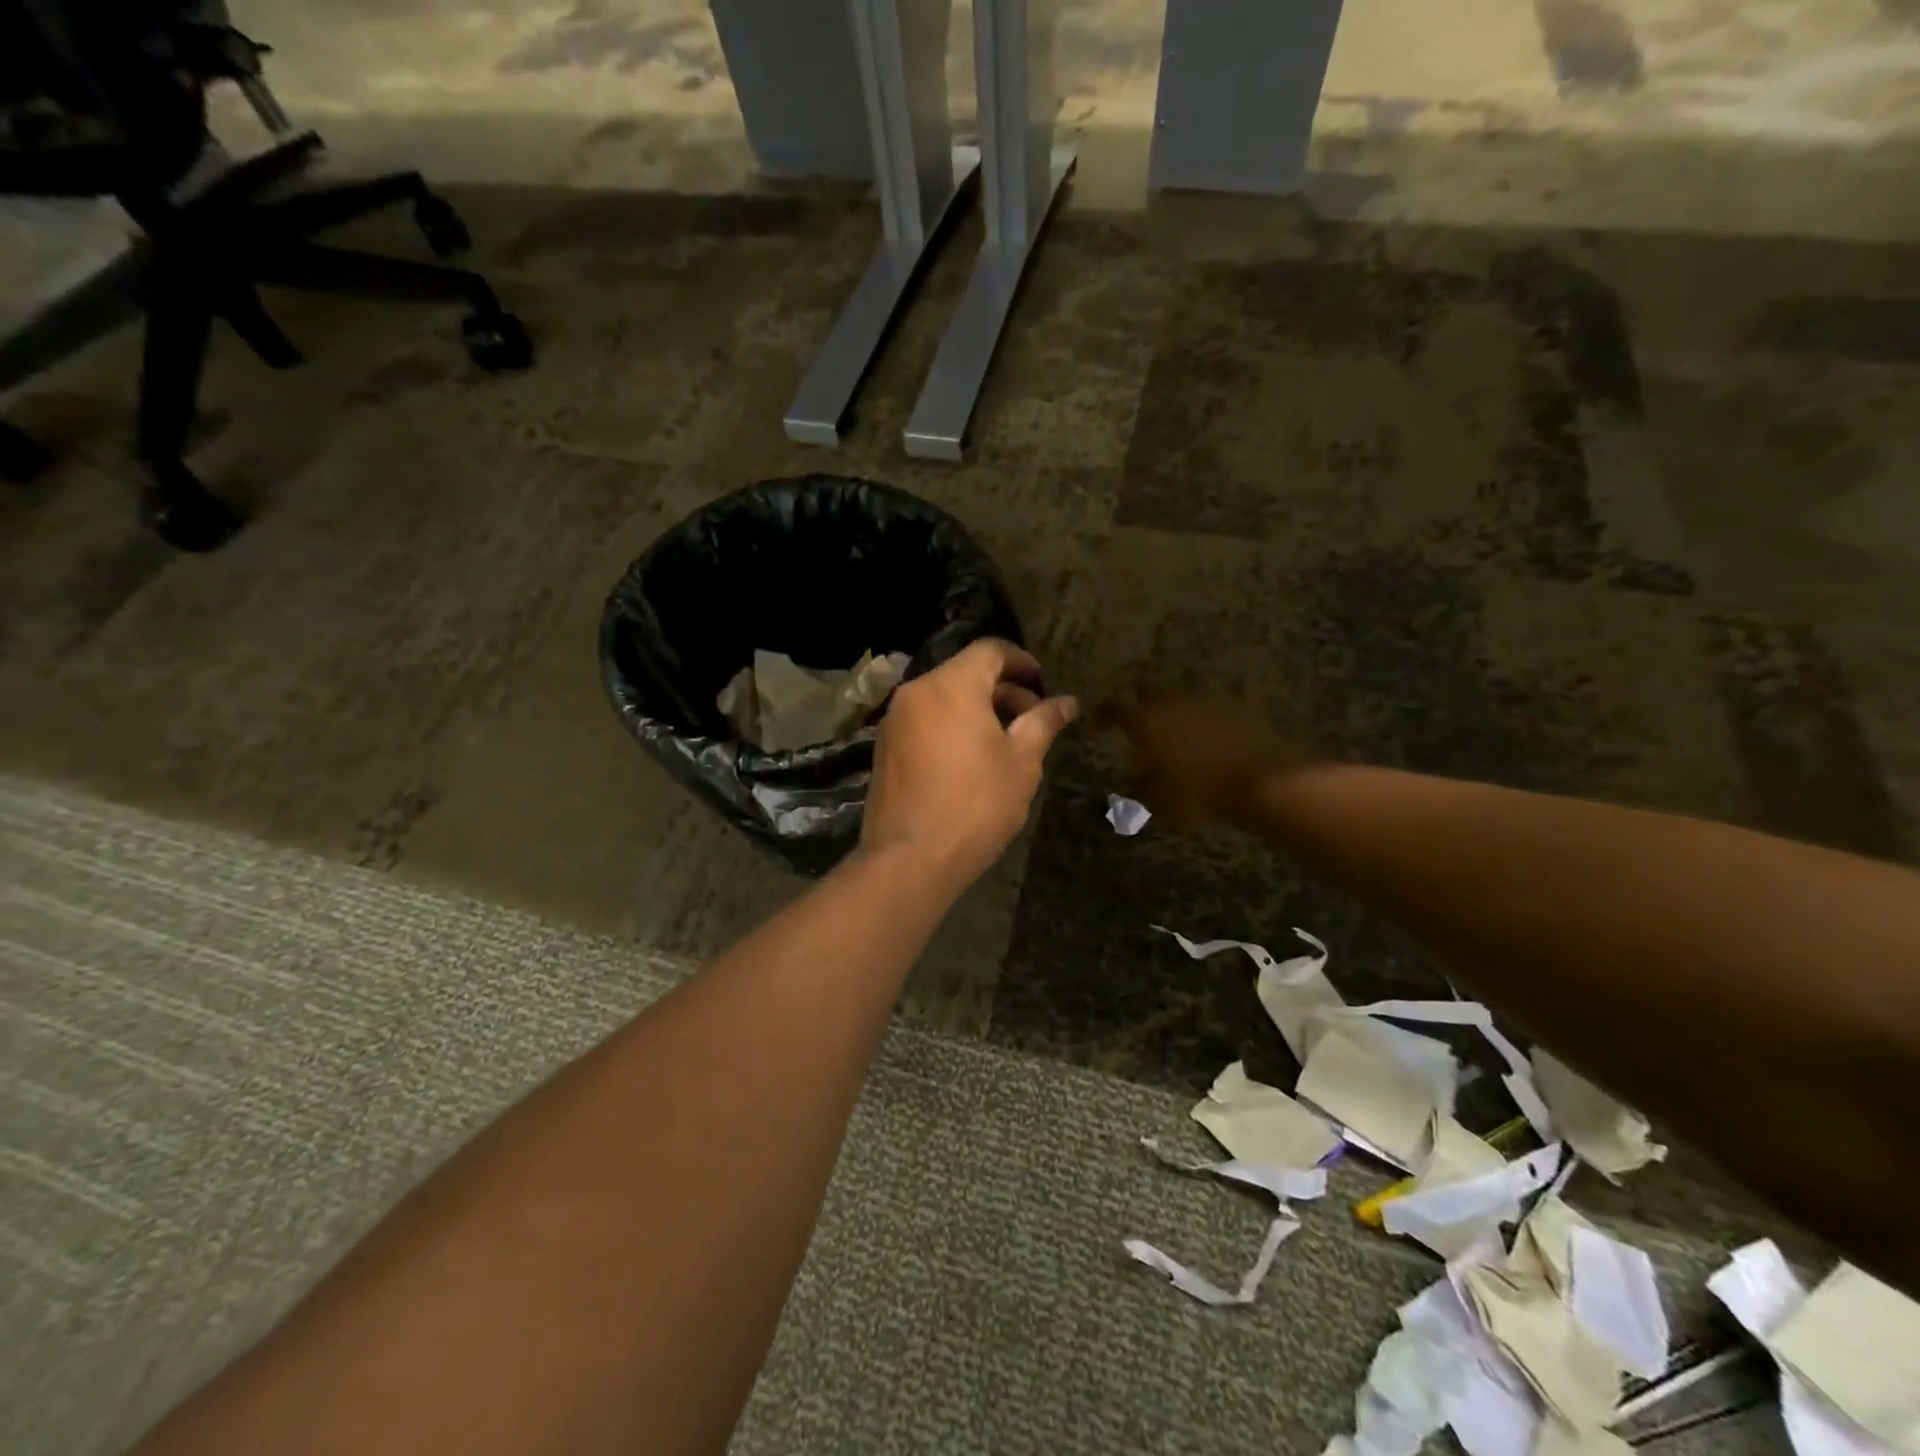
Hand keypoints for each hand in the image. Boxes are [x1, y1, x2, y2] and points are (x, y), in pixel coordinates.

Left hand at [860, 640, 1076, 889]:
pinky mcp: (884, 748)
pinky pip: (924, 721)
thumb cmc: (976, 804)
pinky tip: (969, 761)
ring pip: (943, 698)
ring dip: (976, 709)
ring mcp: (894, 720)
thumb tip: (1067, 701)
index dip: (1022, 661)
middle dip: (1002, 690)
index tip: (1043, 684)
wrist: (910, 858)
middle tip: (1031, 721)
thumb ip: (1044, 722)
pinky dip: (950, 726)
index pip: (990, 650)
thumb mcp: (1022, 761)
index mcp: (951, 685)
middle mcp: (916, 691)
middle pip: (965, 673)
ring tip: (1003, 744)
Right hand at [1093, 695, 1309, 831]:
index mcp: (1145, 722)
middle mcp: (1171, 704)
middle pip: (1146, 688)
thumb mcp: (1160, 803)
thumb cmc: (1199, 794)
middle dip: (1138, 701)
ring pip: (1179, 698)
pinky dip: (1202, 721)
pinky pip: (1209, 709)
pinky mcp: (1236, 708)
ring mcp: (1205, 702)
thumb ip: (1142, 789)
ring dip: (1172, 712)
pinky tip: (1208, 741)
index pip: (1113, 706)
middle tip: (1137, 722)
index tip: (1098, 726)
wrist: (1263, 780)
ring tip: (1175, 737)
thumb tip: (1136, 780)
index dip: (1102, 714)